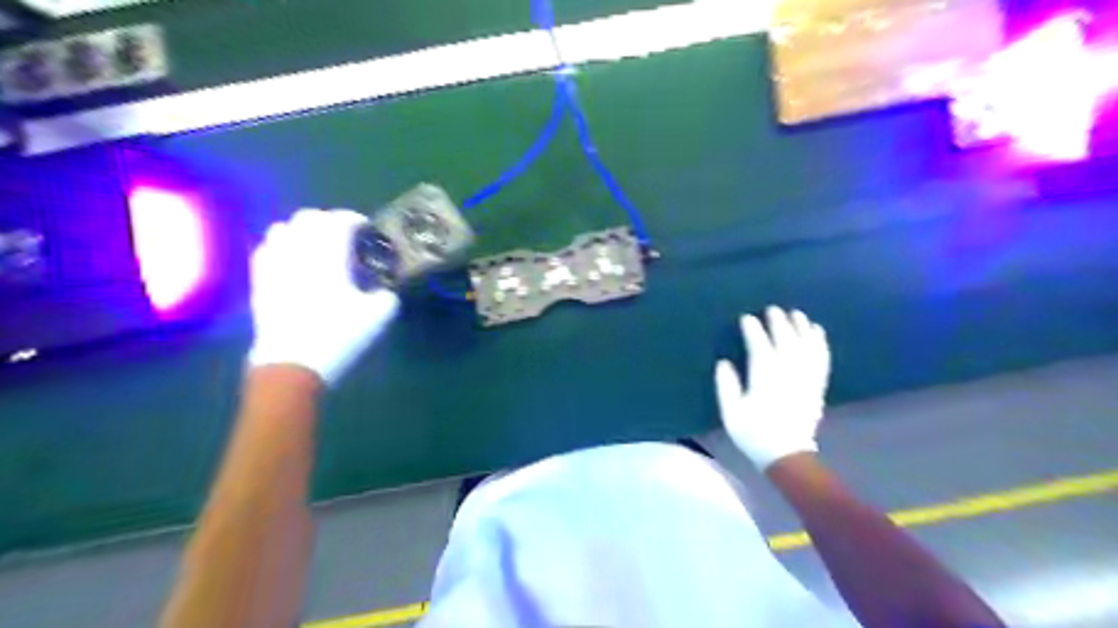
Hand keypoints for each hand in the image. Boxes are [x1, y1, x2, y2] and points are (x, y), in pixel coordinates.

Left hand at [247, 209, 401, 385]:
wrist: (293, 363)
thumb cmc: (338, 335)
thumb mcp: (378, 316)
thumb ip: (387, 295)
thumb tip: (384, 290)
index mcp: (329, 255)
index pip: (339, 220)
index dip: (355, 219)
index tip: (367, 229)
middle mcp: (298, 251)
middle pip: (308, 217)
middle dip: (328, 221)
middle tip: (344, 237)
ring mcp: (274, 264)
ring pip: (282, 228)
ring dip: (302, 231)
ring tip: (317, 247)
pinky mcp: (259, 280)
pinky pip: (265, 249)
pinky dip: (281, 246)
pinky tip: (291, 261)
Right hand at [717, 307, 827, 468]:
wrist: (787, 455)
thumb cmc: (754, 434)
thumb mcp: (731, 414)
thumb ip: (726, 387)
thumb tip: (723, 363)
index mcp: (765, 380)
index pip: (760, 348)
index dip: (754, 331)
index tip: (747, 318)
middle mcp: (788, 375)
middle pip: (786, 342)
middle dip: (779, 323)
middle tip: (773, 309)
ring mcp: (805, 380)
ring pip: (806, 347)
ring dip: (802, 328)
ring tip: (796, 314)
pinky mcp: (817, 386)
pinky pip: (821, 359)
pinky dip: (820, 343)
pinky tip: (817, 331)